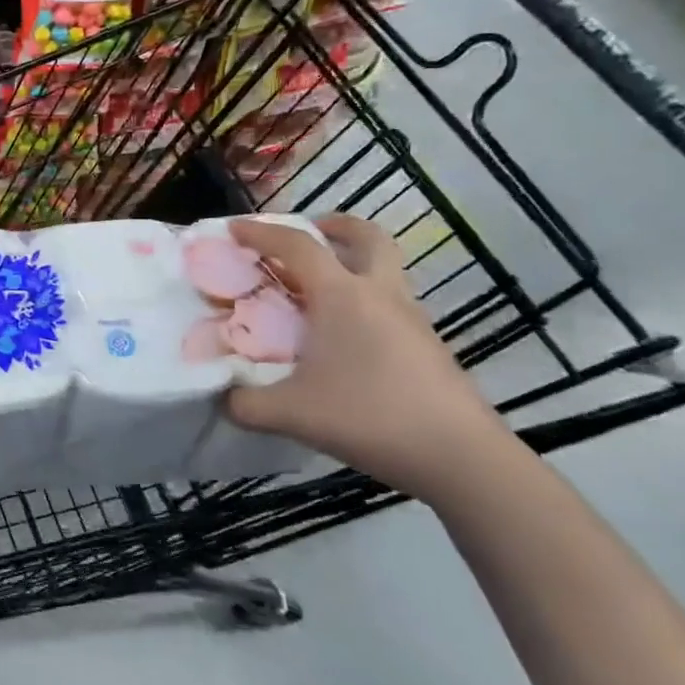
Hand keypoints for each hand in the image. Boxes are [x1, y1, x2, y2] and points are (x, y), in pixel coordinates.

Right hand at [225, 216, 512, 501]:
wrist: (461, 458)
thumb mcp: (290, 414)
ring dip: (353, 263)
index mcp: (343, 295)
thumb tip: (223, 398)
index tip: (235, 229)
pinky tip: (344, 337)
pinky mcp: (428, 347)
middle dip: (335, 226)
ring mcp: (411, 319)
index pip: (298, 246)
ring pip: (385, 269)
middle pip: (367, 237)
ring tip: (318, 290)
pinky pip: (390, 304)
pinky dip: (364, 301)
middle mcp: (380, 295)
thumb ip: (244, 403)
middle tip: (309, 234)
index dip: (262, 232)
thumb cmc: (370, 417)